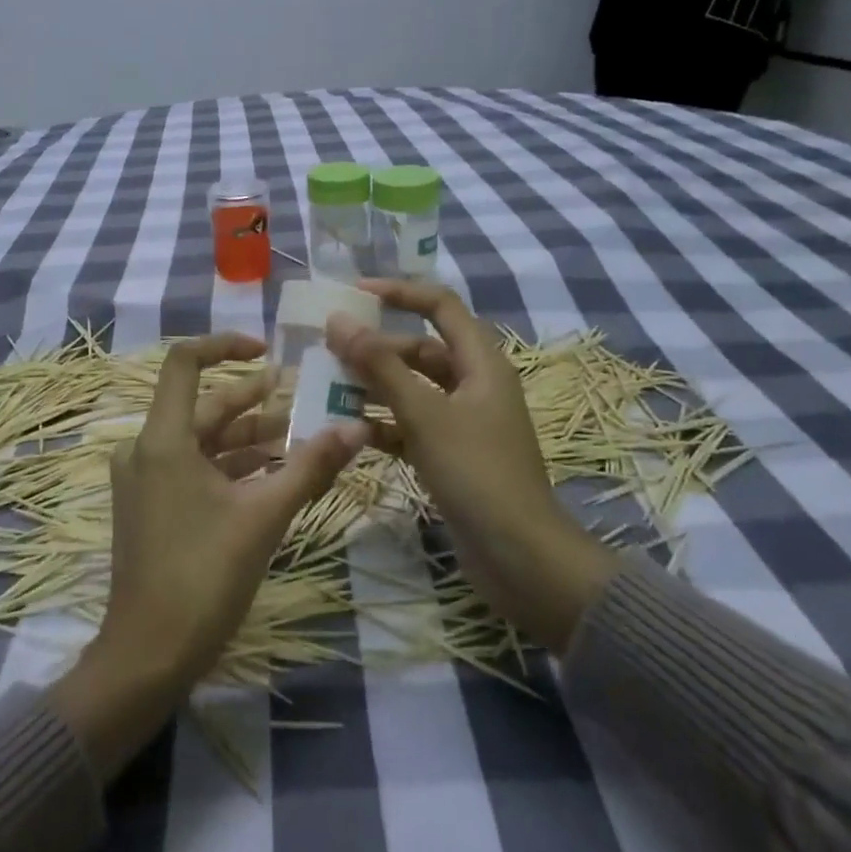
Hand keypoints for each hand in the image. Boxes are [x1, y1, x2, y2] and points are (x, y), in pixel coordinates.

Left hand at [52, 332, 368, 775]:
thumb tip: (357, 428)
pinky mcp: (152, 506)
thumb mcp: (264, 516)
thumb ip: (310, 467)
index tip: (267, 350)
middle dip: (255, 401)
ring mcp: (146, 479)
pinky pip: (195, 469)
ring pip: (203, 441)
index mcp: (163, 439)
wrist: (147, 657)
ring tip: (299, 435)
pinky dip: (232, 466)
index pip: (185, 363)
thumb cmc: (202, 577)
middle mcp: (146, 449)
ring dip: (249, 437)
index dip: (225, 346)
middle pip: (205, 407)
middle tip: (303, 395)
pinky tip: (274, 473)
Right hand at [325, 282, 614, 653]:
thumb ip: (379, 365)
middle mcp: (474, 384)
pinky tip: (350, 431)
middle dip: (376, 348)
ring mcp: (464, 422)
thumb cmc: (476, 473)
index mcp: (481, 362)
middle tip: (330, 350)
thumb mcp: (424, 413)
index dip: (399, 292)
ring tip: (328, 388)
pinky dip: (383, 424)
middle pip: (420, 349)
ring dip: (374, 387)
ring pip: (412, 389)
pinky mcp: (452, 454)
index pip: (439, 306)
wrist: (521, 559)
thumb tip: (337, 320)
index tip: (354, 293)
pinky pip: (411, 425)